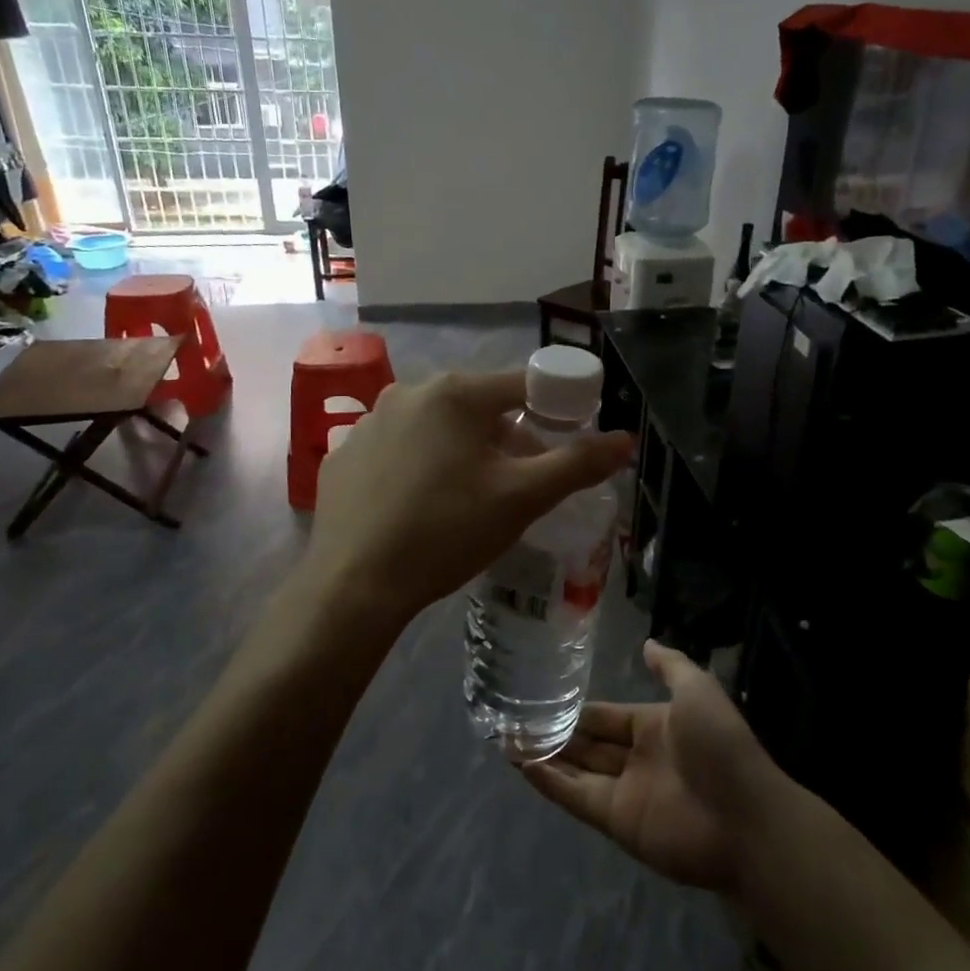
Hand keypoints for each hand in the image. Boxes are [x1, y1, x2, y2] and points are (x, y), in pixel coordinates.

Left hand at [305, 369, 631, 629]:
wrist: (355, 585)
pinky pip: (397, 450)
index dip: (554, 410)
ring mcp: (369, 422)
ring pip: (436, 427)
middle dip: (506, 438)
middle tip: (516, 485)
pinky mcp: (344, 455)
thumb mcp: (522, 498)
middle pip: (478, 407)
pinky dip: (418, 467)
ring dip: (461, 452)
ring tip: (467, 501)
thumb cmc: (447, 531)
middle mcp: (408, 392)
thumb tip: (625, 440)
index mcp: (455, 392)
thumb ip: (577, 464)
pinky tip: (418, 508)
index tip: (564, 445)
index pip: (524, 385)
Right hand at [520, 642, 784, 892]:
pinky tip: (522, 765)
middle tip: (513, 718)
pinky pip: (577, 797)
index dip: (578, 709)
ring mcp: (625, 791)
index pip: (607, 716)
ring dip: (546, 756)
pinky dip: (550, 782)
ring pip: (577, 769)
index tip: (542, 696)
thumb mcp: (698, 690)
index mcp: (655, 726)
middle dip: (556, 732)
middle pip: (588, 743)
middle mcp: (637, 758)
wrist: (744, 818)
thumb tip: (647, 643)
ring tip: (507, 739)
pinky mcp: (616, 821)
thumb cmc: (720, 745)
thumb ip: (671, 666)